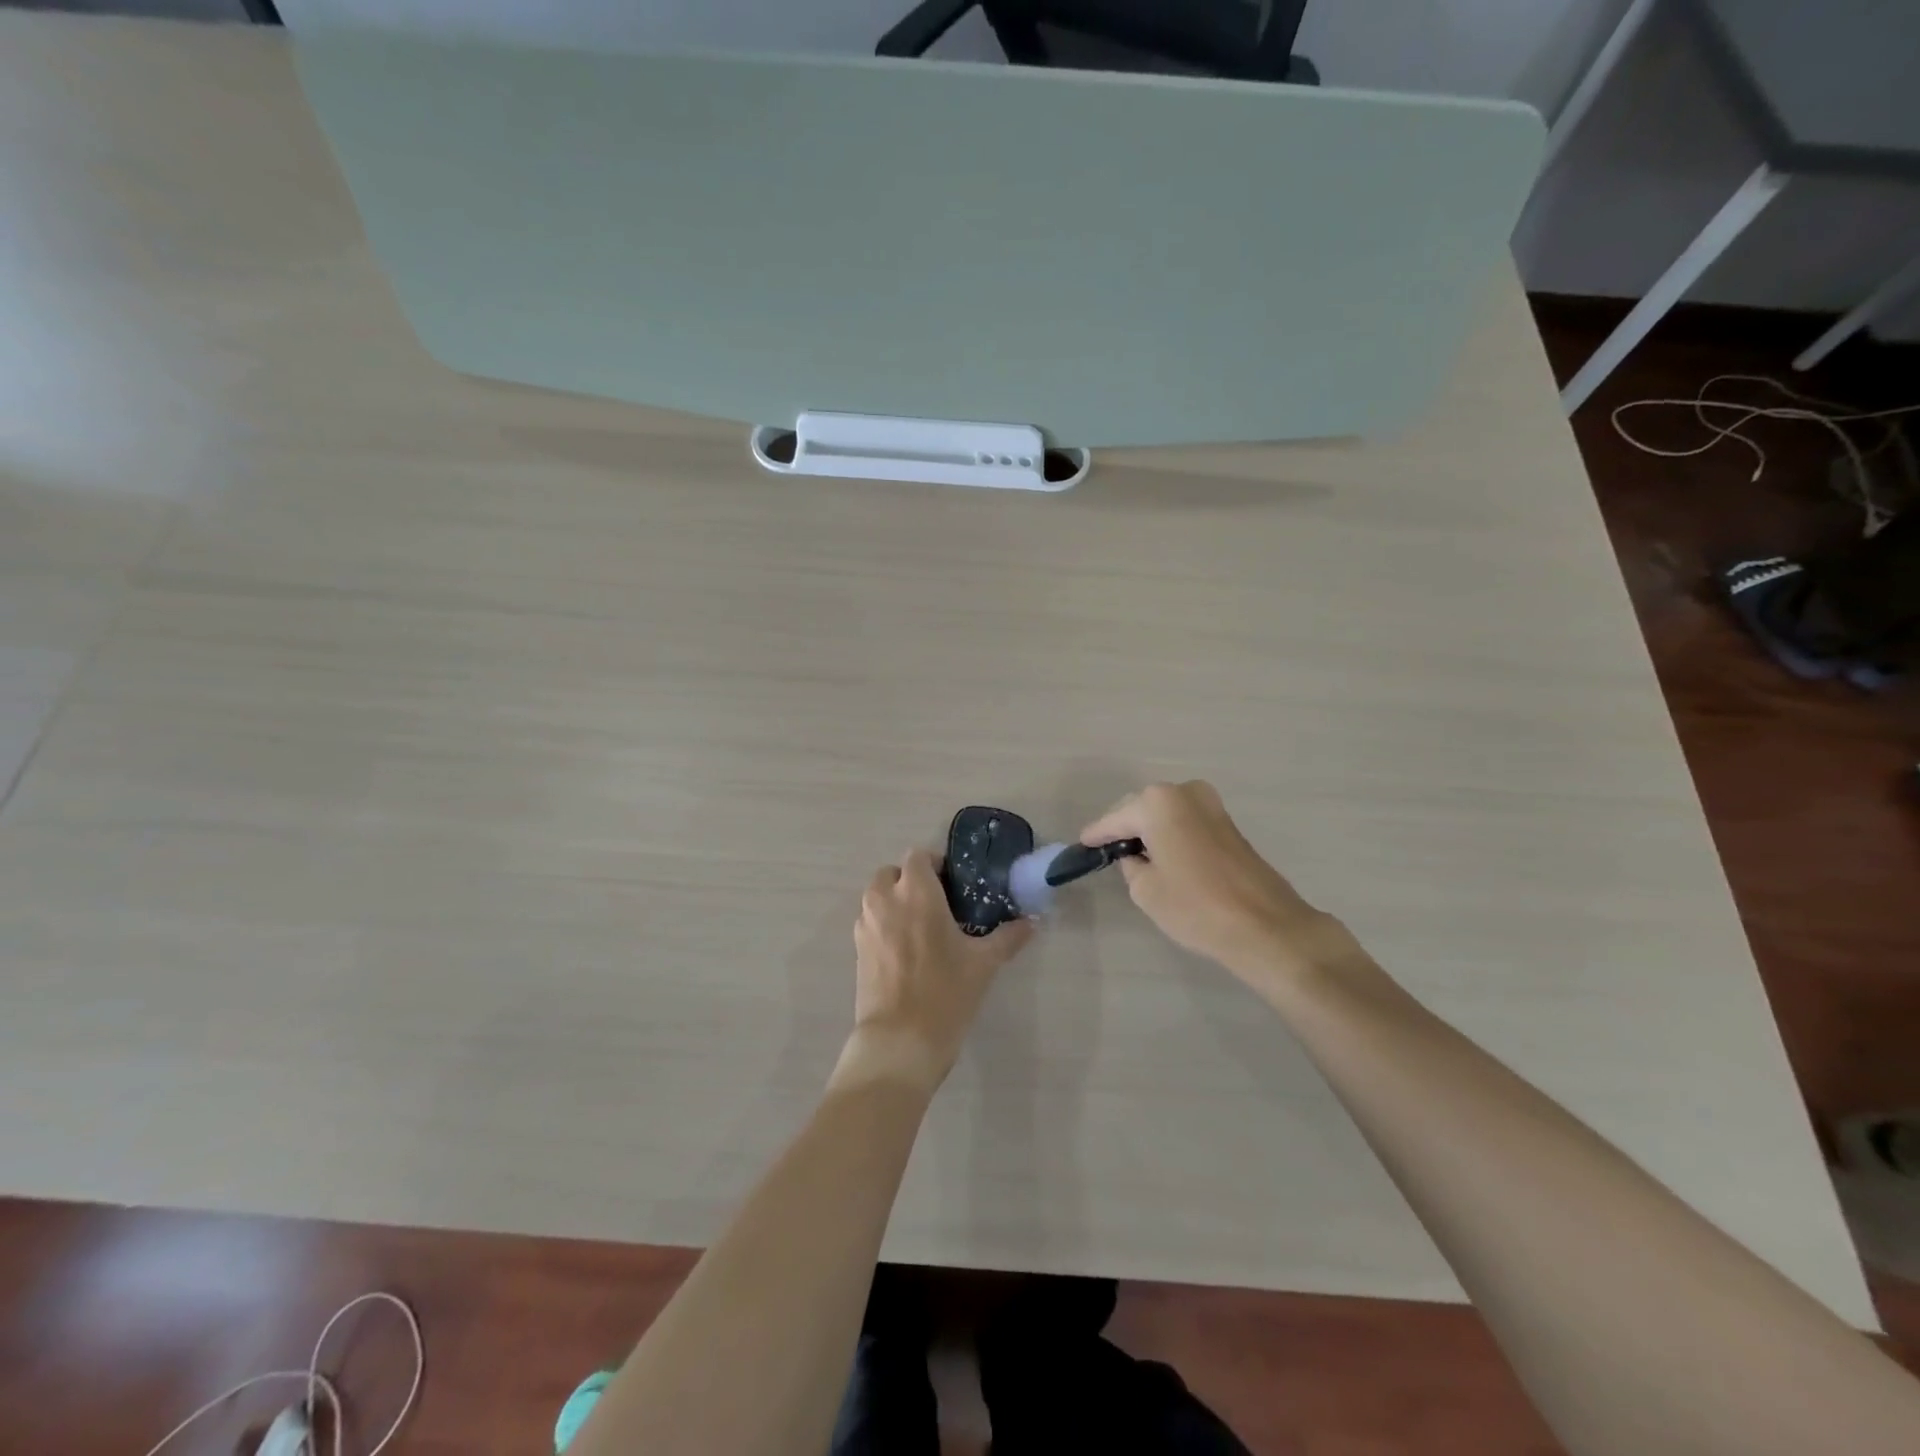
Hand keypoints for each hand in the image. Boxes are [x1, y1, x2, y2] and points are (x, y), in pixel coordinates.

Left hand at [835, 848, 1034, 1094]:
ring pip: (878, 897)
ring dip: (895, 901)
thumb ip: (1007, 938)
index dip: (935, 864)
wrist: (900, 1041)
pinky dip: (885, 924)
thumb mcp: (983, 964)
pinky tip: (907, 951)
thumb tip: (1031, 923)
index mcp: (916, 892)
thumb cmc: (945, 993)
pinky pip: (871, 922)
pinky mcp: (856, 949)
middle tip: (937, 904)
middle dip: (911, 881)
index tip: (954, 883)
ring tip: (922, 927)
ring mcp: (866, 925)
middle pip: (892, 873)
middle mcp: (885, 900)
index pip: (918, 856)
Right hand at [1080, 781, 1363, 992]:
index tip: (1081, 845)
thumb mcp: (1145, 890)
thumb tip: (1136, 857)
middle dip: (1125, 828)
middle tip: (1106, 851)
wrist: (1265, 926)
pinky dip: (1171, 835)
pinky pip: (1186, 823)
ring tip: (1134, 856)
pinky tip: (1163, 856)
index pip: (1115, 819)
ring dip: (1150, 831)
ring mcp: (1211, 805)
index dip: (1097, 835)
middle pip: (1141, 809)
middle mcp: (1184, 792)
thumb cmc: (1195, 906)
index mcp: (1157, 803)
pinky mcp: (1228, 823)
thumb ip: (1131, 865)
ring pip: (1166, 814)